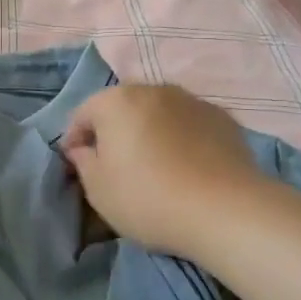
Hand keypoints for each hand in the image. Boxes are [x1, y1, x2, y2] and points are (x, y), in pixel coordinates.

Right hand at [61, 84, 261, 259]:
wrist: (225, 210)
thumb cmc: (148, 198)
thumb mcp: (98, 190)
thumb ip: (83, 162)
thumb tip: (83, 149)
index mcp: (115, 101)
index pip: (83, 114)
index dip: (75, 140)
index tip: (77, 166)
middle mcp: (153, 89)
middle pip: (122, 107)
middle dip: (114, 131)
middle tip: (115, 166)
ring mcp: (192, 100)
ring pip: (158, 113)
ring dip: (149, 132)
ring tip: (154, 166)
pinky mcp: (223, 118)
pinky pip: (189, 125)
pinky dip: (181, 139)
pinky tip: (187, 168)